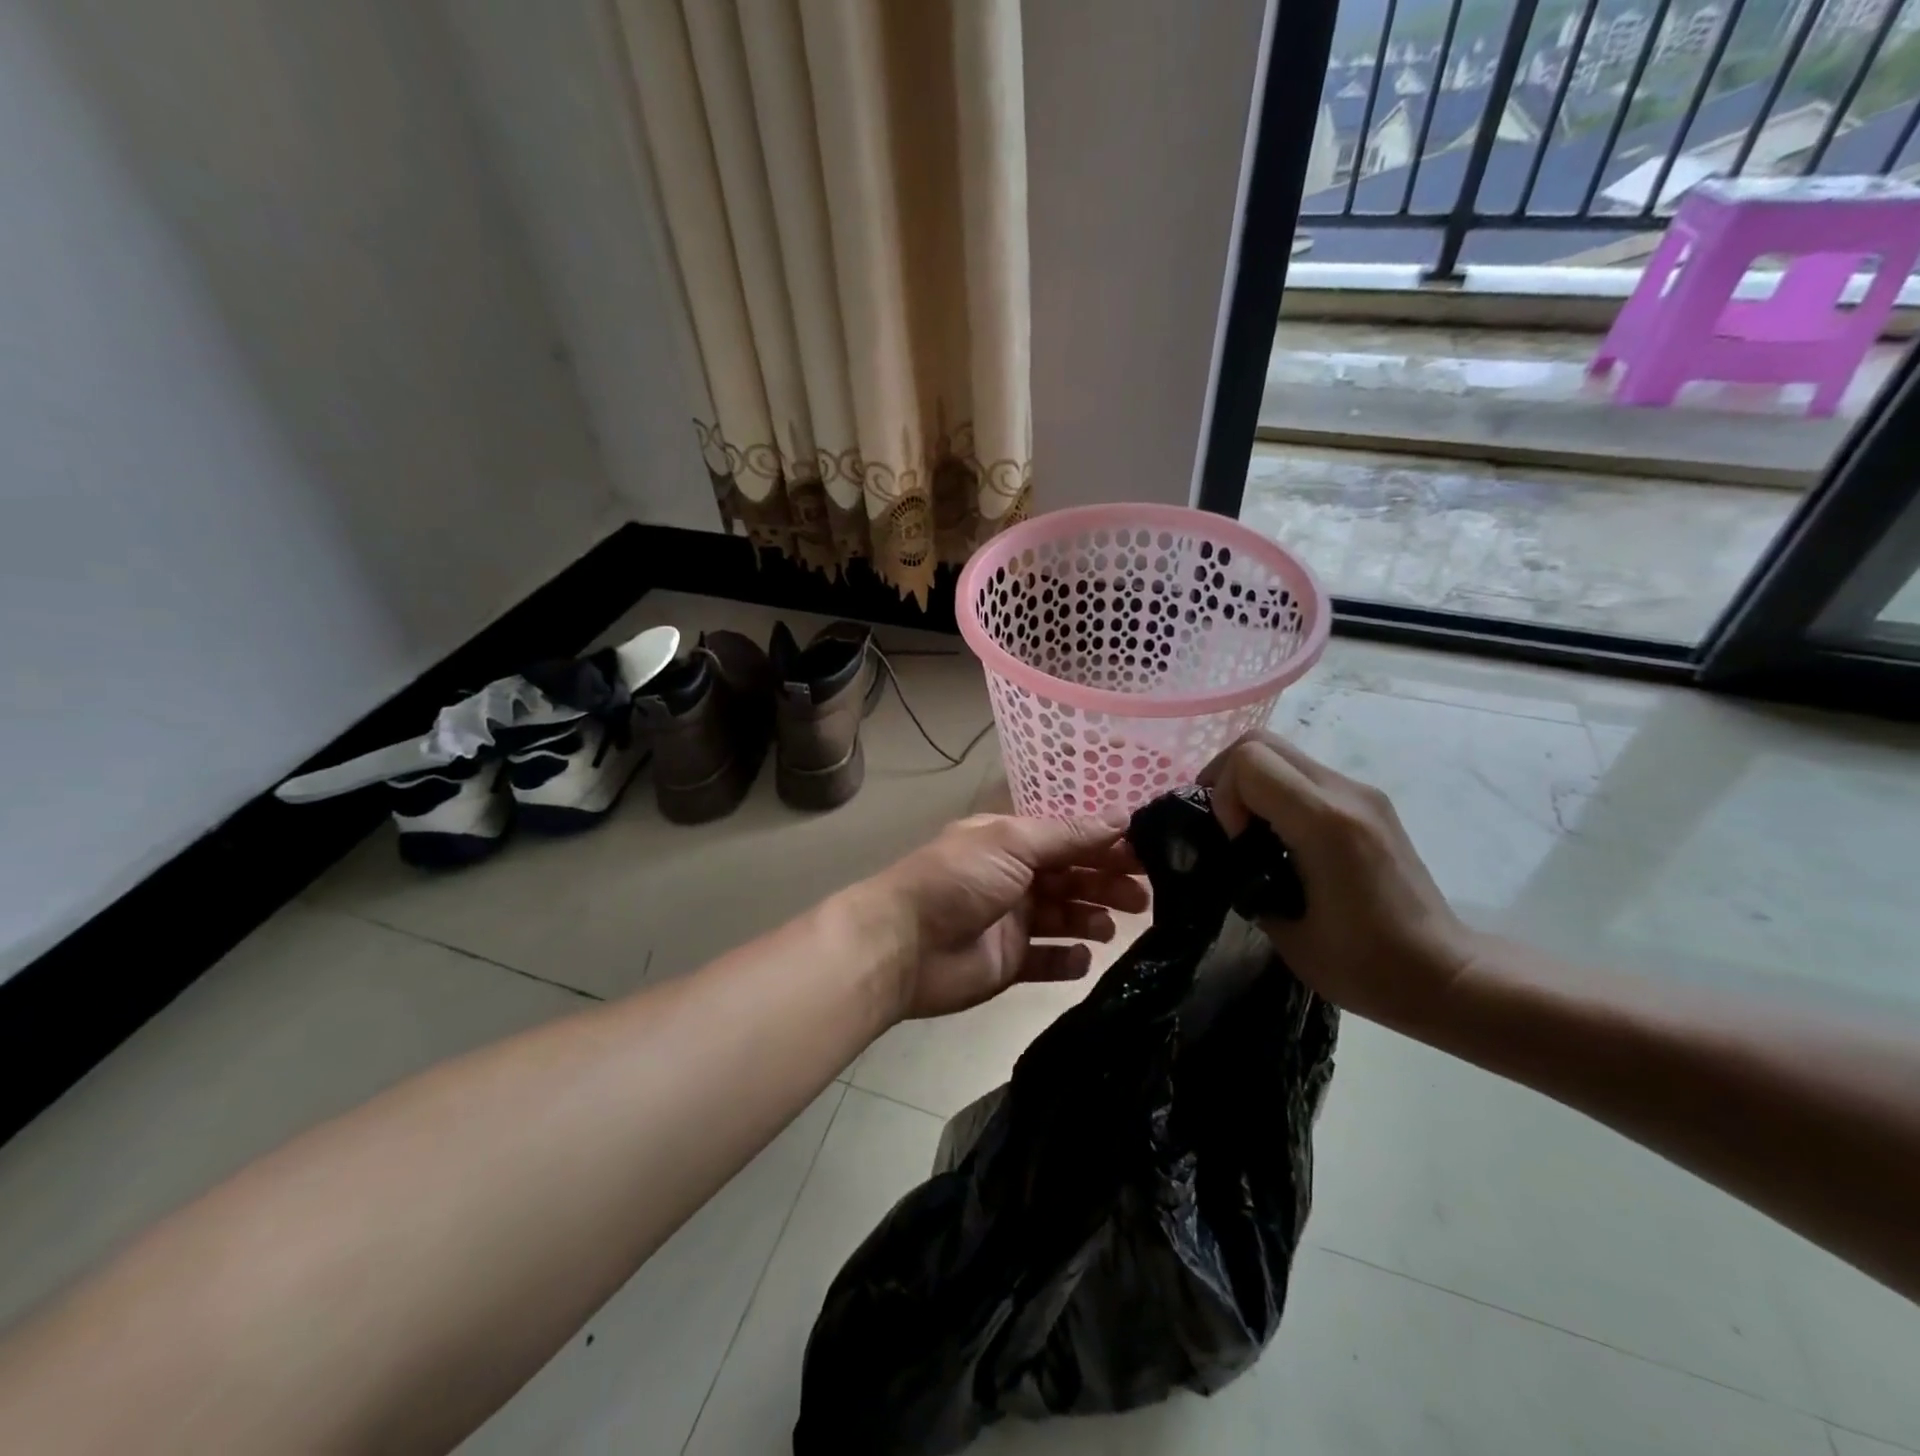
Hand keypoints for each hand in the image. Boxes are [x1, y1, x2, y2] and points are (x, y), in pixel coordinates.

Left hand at [860, 815, 1150, 1021]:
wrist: (903, 945)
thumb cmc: (958, 880)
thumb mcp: (1011, 842)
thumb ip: (1066, 835)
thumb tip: (1121, 818)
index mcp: (1011, 843)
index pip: (1069, 839)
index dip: (1106, 845)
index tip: (1148, 854)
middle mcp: (1014, 877)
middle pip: (1072, 878)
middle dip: (1106, 883)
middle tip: (1142, 898)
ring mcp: (1012, 922)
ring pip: (1065, 917)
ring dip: (1091, 919)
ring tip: (1110, 927)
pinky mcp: (1009, 963)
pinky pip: (1048, 960)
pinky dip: (1067, 960)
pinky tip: (1082, 958)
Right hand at [1200, 731, 1477, 1029]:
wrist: (1445, 974)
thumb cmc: (1365, 966)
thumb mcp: (1285, 932)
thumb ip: (1248, 878)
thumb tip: (1233, 858)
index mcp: (1326, 823)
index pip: (1250, 761)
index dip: (1223, 794)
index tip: (1233, 840)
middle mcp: (1346, 794)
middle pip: (1261, 742)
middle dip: (1227, 777)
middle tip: (1225, 824)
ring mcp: (1363, 794)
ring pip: (1283, 754)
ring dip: (1253, 784)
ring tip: (1249, 834)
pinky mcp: (1370, 804)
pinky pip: (1306, 775)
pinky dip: (1278, 793)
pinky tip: (1280, 839)